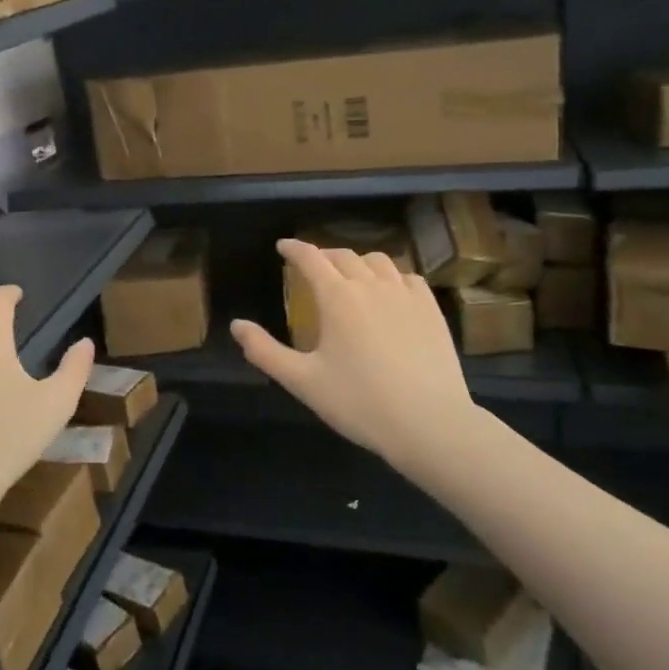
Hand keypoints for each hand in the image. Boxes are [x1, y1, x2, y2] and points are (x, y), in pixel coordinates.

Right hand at [230, 240, 481, 483]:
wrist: (429, 423)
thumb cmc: (359, 402)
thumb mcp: (303, 381)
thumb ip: (265, 351)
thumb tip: (237, 325)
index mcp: (337, 297)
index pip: (310, 258)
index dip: (294, 248)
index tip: (282, 246)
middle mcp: (371, 285)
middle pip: (344, 255)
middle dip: (323, 254)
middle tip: (311, 265)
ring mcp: (406, 295)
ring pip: (378, 261)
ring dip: (357, 261)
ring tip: (350, 275)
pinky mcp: (431, 310)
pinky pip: (408, 278)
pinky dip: (391, 276)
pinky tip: (389, 291)